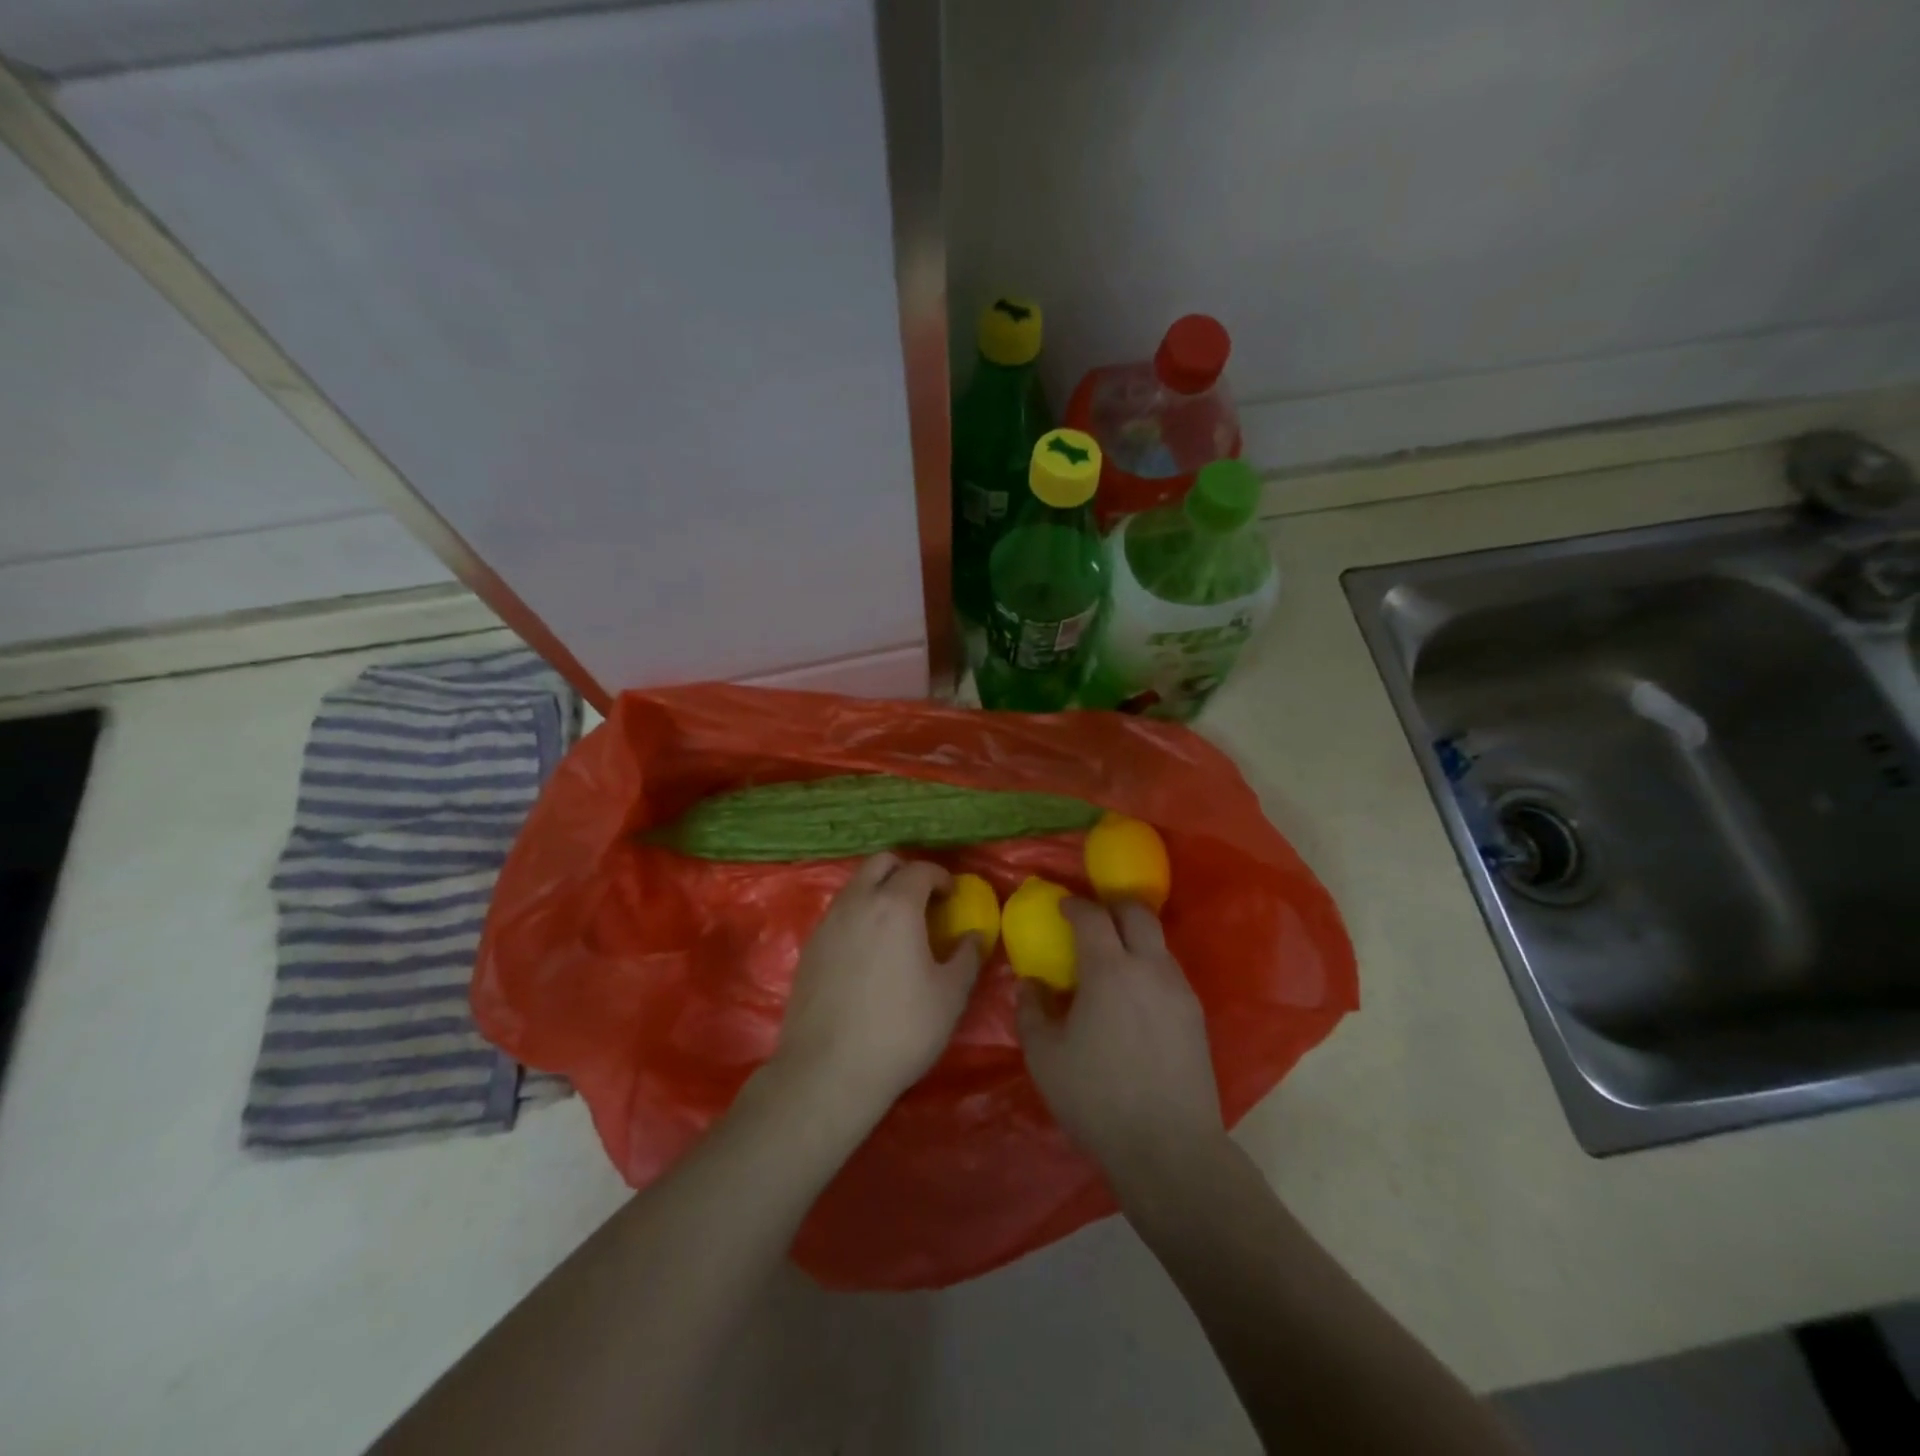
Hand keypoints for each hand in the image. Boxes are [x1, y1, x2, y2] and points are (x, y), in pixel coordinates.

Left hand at [774, 853, 982, 1119]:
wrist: (828, 1071)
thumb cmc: (900, 1030)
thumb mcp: (950, 996)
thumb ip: (967, 956)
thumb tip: (974, 935)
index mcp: (895, 905)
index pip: (920, 869)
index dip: (941, 877)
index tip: (952, 896)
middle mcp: (857, 902)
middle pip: (881, 863)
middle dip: (905, 872)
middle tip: (924, 901)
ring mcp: (828, 923)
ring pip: (855, 885)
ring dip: (879, 891)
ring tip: (897, 925)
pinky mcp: (809, 947)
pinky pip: (839, 913)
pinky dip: (858, 915)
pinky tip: (869, 950)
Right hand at [1016, 899, 1223, 1194]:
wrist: (1169, 1148)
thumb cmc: (1096, 1098)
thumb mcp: (1044, 1057)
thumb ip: (1032, 1010)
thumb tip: (1032, 984)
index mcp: (1110, 970)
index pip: (1092, 916)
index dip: (1074, 905)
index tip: (1061, 905)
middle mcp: (1150, 968)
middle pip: (1137, 913)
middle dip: (1113, 906)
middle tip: (1093, 917)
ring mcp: (1179, 991)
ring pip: (1158, 943)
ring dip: (1134, 937)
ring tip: (1113, 960)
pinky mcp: (1196, 1016)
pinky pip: (1169, 972)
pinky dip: (1149, 966)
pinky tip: (1135, 996)